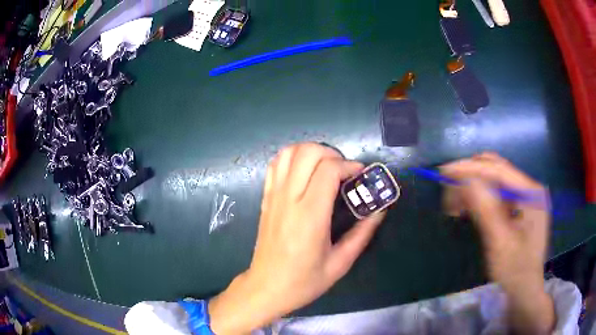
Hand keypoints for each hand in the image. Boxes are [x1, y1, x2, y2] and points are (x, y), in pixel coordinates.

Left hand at [209, 143, 384, 333]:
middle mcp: (289, 199)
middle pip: (307, 152)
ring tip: (325, 168)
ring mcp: (273, 196)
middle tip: (344, 171)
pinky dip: (292, 158)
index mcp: (310, 216)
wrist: (267, 287)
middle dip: (331, 154)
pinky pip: (275, 165)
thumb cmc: (304, 281)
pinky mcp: (265, 198)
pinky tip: (304, 172)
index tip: (360, 175)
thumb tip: (381, 210)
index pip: (328, 169)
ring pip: (289, 152)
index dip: (349, 165)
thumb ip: (362, 233)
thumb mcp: (340, 263)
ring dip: (311, 152)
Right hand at [441, 153, 554, 333]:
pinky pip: (496, 194)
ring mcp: (525, 197)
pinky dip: (479, 197)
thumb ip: (486, 210)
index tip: (445, 171)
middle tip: (448, 190)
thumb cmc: (515, 271)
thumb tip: (464, 181)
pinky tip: (467, 208)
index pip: (499, 170)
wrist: (524, 290)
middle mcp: (529, 188)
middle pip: (497, 170)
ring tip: (455, 203)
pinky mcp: (518, 206)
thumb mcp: (500, 243)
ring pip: (495, 180)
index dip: (471, 168)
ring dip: (473, 186)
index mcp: (531, 193)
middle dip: (471, 175)